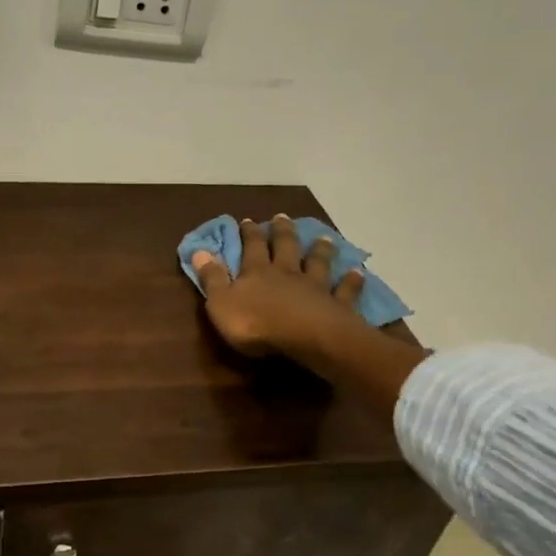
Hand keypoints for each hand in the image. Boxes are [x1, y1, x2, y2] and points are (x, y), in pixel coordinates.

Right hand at [190, 215, 365, 358]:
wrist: (306, 339)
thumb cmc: (256, 325)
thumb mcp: (221, 303)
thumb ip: (211, 278)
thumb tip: (198, 251)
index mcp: (257, 272)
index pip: (251, 247)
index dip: (248, 233)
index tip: (247, 220)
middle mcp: (287, 273)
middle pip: (285, 247)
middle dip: (282, 231)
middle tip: (282, 217)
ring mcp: (315, 287)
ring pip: (317, 262)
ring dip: (319, 250)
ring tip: (322, 238)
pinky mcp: (337, 305)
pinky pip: (345, 290)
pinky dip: (351, 281)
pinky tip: (357, 272)